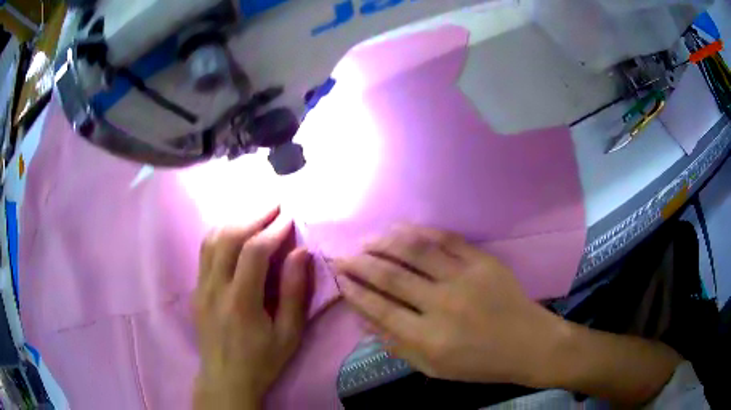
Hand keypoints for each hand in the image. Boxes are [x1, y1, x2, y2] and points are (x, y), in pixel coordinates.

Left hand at [193, 208, 310, 409]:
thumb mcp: (289, 334)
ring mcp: (201, 287)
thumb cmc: (262, 360)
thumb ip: (295, 293)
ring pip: (211, 240)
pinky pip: (204, 252)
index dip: (272, 230)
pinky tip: (233, 232)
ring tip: (255, 214)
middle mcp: (215, 288)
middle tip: (274, 206)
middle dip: (253, 216)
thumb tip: (300, 252)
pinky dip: (220, 234)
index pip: (253, 252)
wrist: (225, 378)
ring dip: (234, 221)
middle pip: (228, 237)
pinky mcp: (196, 290)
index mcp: (241, 301)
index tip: (289, 217)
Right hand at [334, 225, 565, 386]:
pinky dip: (420, 232)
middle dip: (360, 263)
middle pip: (391, 277)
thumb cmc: (479, 364)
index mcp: (428, 339)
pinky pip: (446, 239)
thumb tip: (365, 319)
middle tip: (343, 255)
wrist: (528, 344)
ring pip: (415, 251)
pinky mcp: (483, 261)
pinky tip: (402, 229)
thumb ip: (397, 345)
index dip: (354, 291)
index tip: (339, 277)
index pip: (379, 308)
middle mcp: (443, 306)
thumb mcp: (433, 368)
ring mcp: (465, 279)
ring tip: (367, 239)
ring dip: (385, 242)